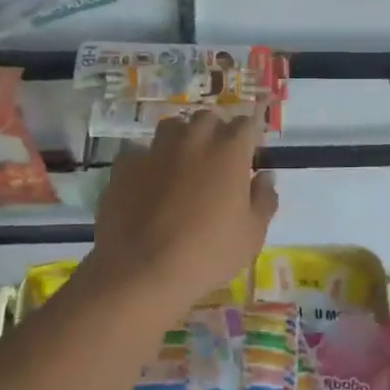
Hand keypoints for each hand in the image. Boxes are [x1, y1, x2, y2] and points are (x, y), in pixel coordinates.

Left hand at [83, 111, 277, 318]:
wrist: (142, 270)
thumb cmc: (208, 254)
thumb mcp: (252, 235)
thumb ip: (264, 199)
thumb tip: (264, 177)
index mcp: (229, 151)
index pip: (247, 124)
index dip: (251, 135)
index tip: (251, 153)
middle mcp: (193, 139)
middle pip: (208, 118)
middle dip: (216, 131)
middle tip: (218, 159)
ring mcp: (155, 149)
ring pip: (172, 127)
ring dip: (182, 138)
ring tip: (183, 164)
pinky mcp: (124, 165)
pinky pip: (140, 152)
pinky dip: (148, 161)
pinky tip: (148, 182)